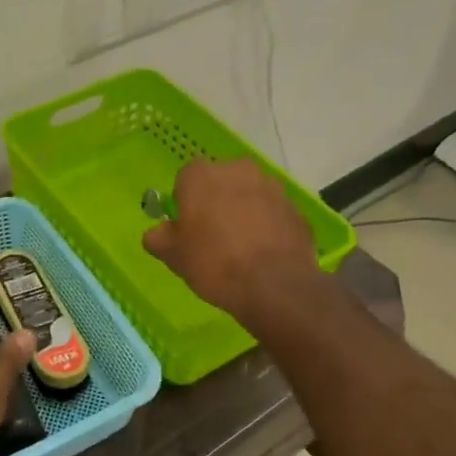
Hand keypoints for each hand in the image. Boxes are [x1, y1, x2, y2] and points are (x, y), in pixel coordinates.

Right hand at [142, 159, 319, 323]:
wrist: (274, 285)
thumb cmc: (214, 263)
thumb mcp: (173, 255)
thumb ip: (158, 237)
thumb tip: (159, 232)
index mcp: (202, 175)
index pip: (186, 177)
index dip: (185, 200)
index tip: (187, 226)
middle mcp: (238, 170)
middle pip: (222, 181)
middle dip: (217, 200)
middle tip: (213, 235)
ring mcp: (272, 188)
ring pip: (250, 195)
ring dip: (245, 211)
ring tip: (242, 247)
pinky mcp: (296, 209)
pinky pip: (274, 214)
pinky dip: (268, 226)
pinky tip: (264, 253)